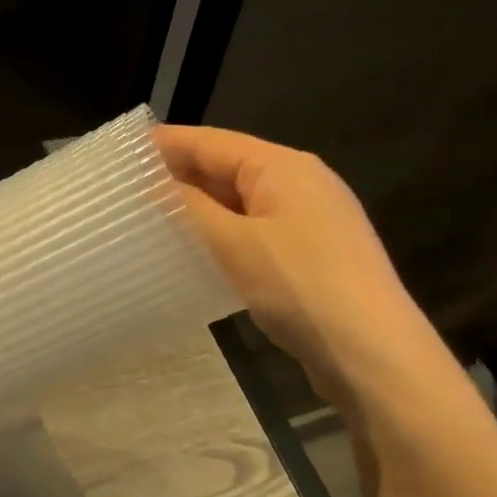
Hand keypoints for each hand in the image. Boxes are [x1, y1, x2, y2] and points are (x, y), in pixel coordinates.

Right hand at [154, 124, 445, 406]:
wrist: (373, 353)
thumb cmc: (300, 286)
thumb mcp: (234, 243)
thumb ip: (190, 208)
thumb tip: (153, 182)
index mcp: (283, 167)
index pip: (213, 142)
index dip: (167, 144)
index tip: (123, 153)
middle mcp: (300, 183)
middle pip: (229, 168)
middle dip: (181, 176)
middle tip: (128, 189)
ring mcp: (311, 221)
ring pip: (241, 203)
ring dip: (200, 209)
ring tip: (152, 219)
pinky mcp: (312, 256)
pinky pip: (256, 231)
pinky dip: (223, 235)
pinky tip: (196, 252)